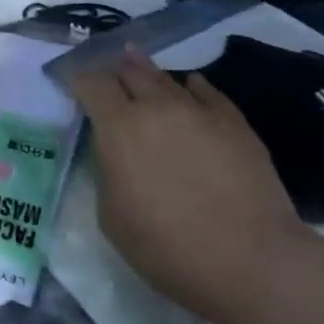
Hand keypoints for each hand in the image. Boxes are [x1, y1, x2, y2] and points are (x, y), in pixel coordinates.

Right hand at [67, 49, 304, 317]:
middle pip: (128, 71)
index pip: (91, 84)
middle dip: (112, 70)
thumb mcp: (112, 217)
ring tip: (137, 62)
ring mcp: (198, 110)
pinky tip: (189, 85)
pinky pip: (205, 90)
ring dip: (146, 71)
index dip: (78, 78)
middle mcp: (156, 107)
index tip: (71, 80)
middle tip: (106, 72)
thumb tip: (115, 154)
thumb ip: (107, 173)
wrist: (251, 260)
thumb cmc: (168, 249)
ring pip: (165, 78)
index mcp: (119, 127)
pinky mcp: (234, 121)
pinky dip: (189, 85)